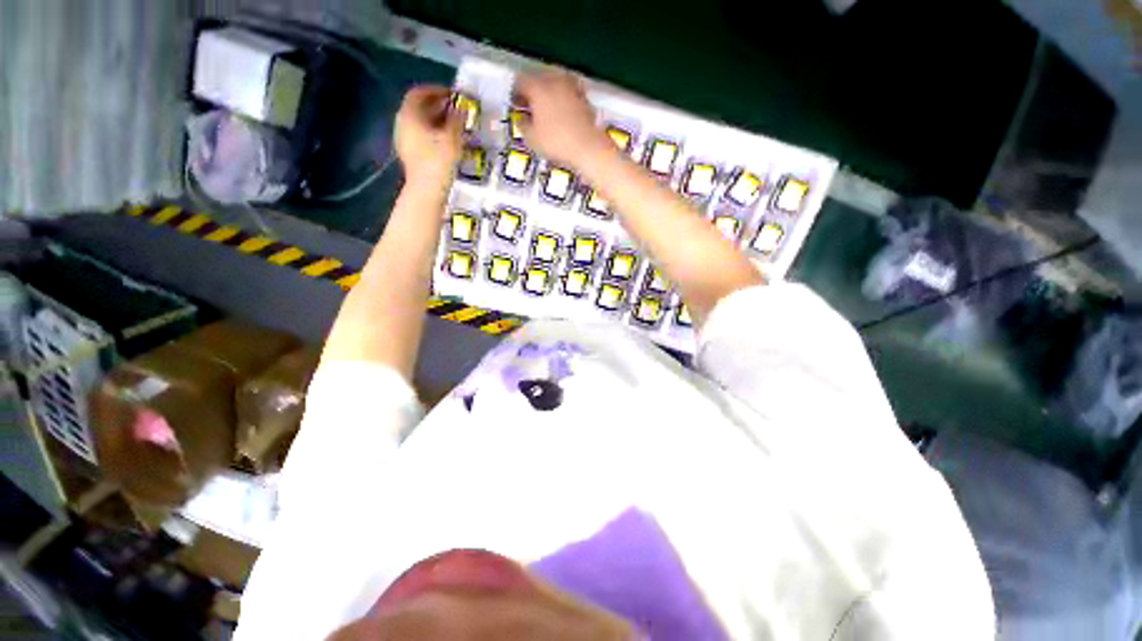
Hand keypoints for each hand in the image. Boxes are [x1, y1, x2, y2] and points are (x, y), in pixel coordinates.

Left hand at [394, 86, 462, 185]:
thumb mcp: (452, 137)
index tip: (452, 94)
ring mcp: (404, 140)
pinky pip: (420, 136)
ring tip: (454, 126)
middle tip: (455, 109)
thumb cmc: (438, 161)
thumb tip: (462, 107)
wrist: (427, 190)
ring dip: (436, 120)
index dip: (435, 90)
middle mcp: (402, 124)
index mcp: (409, 115)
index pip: (419, 93)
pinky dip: (433, 133)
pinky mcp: (409, 154)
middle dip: (437, 106)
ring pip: (420, 123)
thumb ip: (457, 120)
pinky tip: (446, 141)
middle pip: (418, 108)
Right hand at [514, 70, 611, 170]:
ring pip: (555, 83)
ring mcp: (571, 87)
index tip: (515, 105)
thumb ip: (522, 125)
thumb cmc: (556, 143)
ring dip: (548, 92)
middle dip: (532, 90)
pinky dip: (563, 98)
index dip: (515, 93)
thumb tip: (521, 117)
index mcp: (538, 88)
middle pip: (538, 78)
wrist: (588, 147)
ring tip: (546, 109)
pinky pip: (568, 93)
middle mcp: (554, 81)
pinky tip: (562, 112)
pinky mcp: (584, 98)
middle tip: (530, 106)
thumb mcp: (532, 139)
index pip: (520, 81)